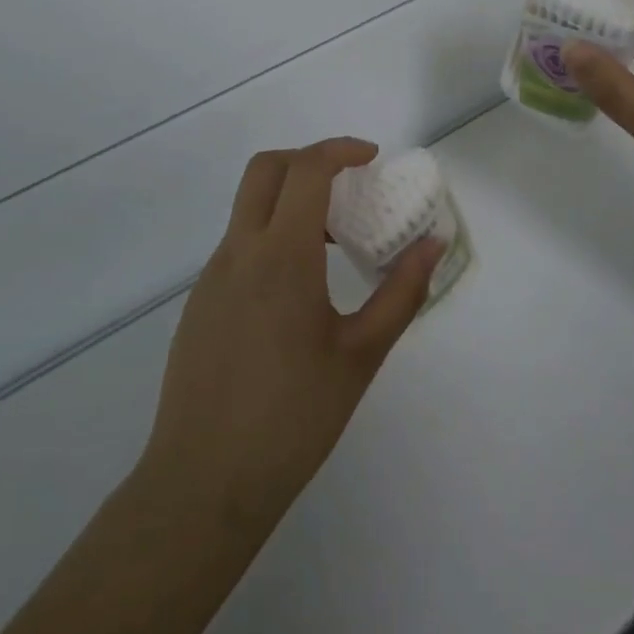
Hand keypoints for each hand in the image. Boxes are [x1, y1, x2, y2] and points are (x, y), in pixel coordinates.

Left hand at [136, 138, 442, 538]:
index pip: (306, 170)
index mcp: (282, 256)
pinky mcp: (199, 302)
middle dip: (309, 160)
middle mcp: (239, 252)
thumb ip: (401, 292)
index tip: (373, 159)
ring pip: (249, 207)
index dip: (341, 150)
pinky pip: (238, 245)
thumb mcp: (361, 355)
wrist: (204, 483)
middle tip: (350, 185)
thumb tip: (434, 244)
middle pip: (266, 169)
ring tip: (334, 243)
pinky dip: (271, 237)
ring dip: (290, 201)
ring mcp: (212, 276)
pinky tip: (297, 291)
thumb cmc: (293, 418)